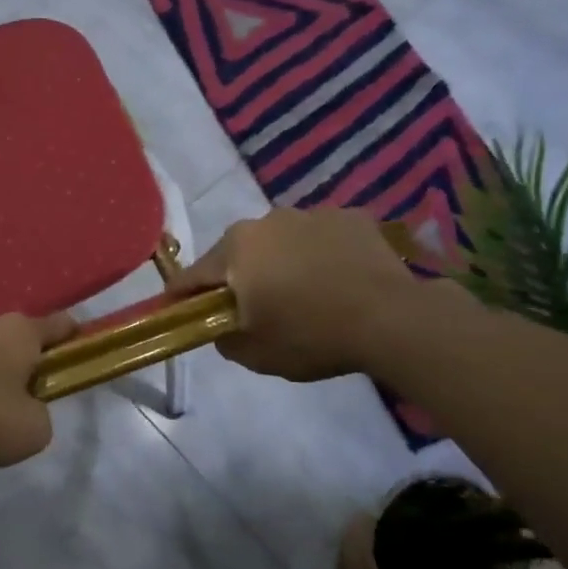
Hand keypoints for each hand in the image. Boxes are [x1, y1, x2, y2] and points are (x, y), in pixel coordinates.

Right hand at [170, 207, 464, 382]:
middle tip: (250, 306)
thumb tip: (220, 326)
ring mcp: (309, 214)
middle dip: (236, 276)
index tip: (175, 310)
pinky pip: (319, 237)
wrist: (392, 318)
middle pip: (236, 253)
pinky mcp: (348, 216)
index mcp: (235, 251)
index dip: (181, 296)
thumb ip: (224, 339)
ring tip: (301, 292)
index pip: (193, 275)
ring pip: (279, 241)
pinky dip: (318, 254)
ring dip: (279, 262)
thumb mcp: (256, 354)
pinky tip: (336, 279)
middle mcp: (265, 221)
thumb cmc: (312, 336)